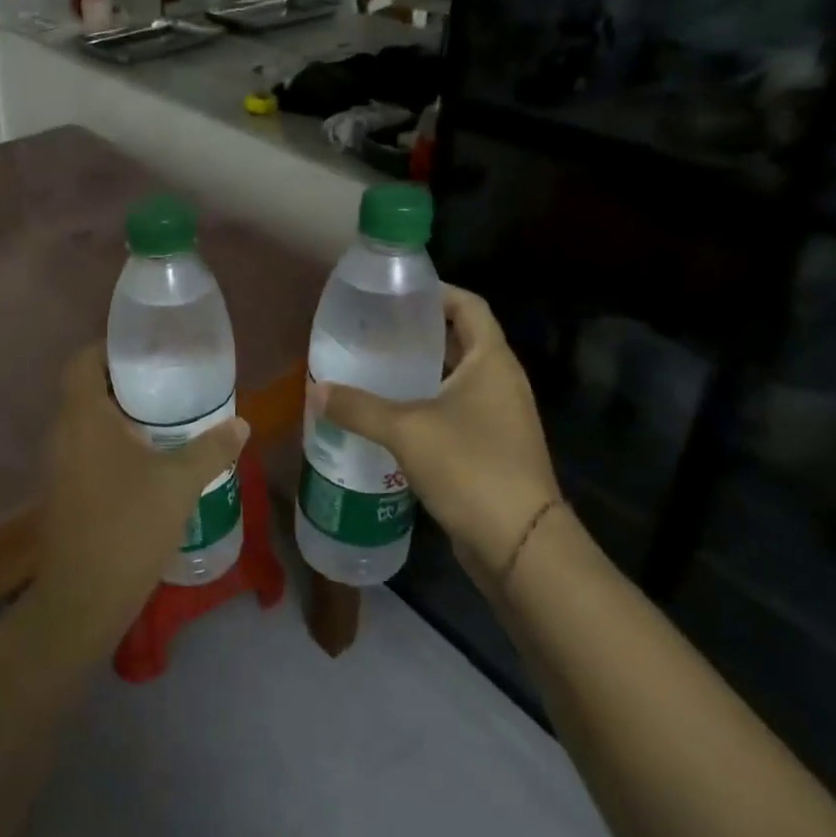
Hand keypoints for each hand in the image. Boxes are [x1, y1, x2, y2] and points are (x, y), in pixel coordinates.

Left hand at [30, 346, 249, 654]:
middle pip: (84, 388)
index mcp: (82, 416)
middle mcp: (61, 432)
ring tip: (161, 419)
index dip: (109, 348)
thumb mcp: (179, 483)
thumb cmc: (129, 525)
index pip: (83, 360)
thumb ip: (211, 449)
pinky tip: (143, 462)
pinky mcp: (60, 490)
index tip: (146, 351)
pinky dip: (108, 443)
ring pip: (84, 421)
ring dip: (116, 415)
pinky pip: (83, 448)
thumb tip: (241, 424)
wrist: (83, 597)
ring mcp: (56, 464)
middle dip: (122, 382)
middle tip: (165, 383)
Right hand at [314, 286, 558, 586]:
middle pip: (459, 340)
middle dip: (417, 332)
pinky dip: (424, 404)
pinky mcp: (491, 447)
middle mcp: (500, 381)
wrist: (520, 545)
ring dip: (418, 371)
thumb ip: (358, 407)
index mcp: (491, 361)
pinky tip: (387, 415)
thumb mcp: (406, 430)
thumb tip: (314, 390)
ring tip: (372, 367)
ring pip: (454, 378)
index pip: (467, 305)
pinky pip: (454, 410)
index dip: (434, 292)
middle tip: (371, 330)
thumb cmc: (470, 467)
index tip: (394, 292)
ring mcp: (499, 416)